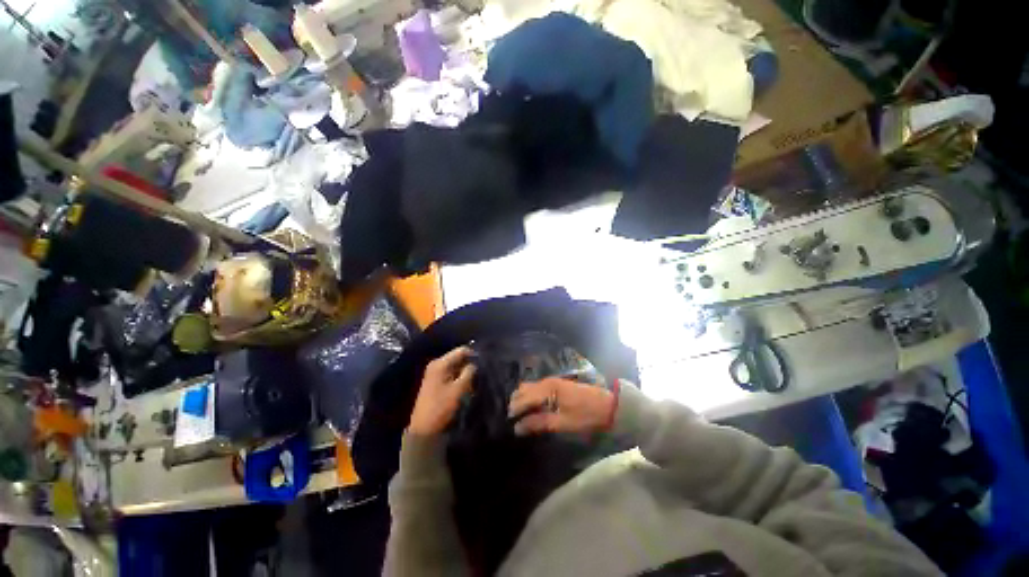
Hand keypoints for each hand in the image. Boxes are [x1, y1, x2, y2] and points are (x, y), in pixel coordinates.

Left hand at [409, 346, 476, 435]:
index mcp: (440, 363)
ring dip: (465, 373)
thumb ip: (469, 372)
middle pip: (458, 358)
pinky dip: (459, 378)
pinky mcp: (436, 382)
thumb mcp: (459, 389)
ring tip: (474, 382)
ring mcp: (435, 373)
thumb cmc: (441, 406)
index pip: (461, 350)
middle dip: (470, 365)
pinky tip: (466, 387)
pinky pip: (451, 374)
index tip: (484, 363)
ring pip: (456, 367)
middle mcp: (437, 364)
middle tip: (480, 373)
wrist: (424, 428)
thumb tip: (476, 363)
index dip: (474, 354)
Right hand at [508, 377, 614, 435]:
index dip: (514, 411)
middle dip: (515, 404)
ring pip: (528, 388)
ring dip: (522, 401)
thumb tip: (517, 428)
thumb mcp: (562, 423)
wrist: (608, 406)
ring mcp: (551, 382)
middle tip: (513, 422)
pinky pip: (536, 389)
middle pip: (523, 390)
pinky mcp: (555, 385)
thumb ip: (539, 423)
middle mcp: (546, 381)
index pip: (523, 398)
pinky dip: (530, 398)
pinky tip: (531, 410)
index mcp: (547, 389)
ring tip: (520, 418)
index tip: (507, 425)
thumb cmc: (585, 416)